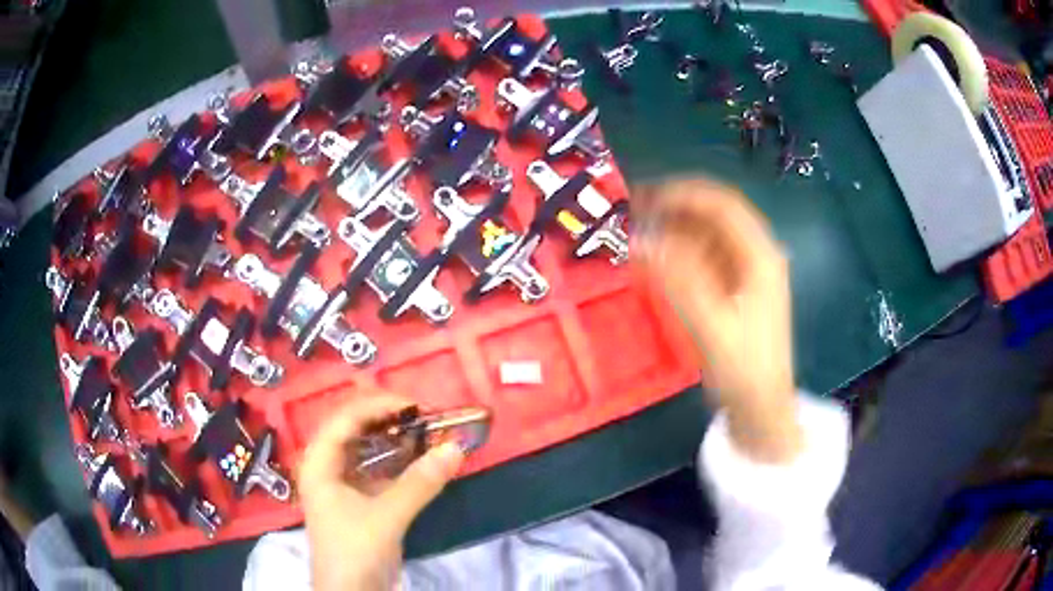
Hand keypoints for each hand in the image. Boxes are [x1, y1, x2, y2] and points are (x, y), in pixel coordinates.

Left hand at [297, 394, 463, 590]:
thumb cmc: (354, 551)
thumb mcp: (385, 517)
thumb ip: (419, 483)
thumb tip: (456, 448)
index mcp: (319, 463)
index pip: (344, 419)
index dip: (377, 406)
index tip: (414, 406)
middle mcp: (328, 467)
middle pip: (355, 430)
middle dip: (388, 420)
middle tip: (424, 417)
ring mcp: (344, 485)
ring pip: (368, 450)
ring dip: (396, 441)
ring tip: (427, 432)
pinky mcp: (361, 501)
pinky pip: (380, 471)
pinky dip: (400, 463)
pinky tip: (421, 460)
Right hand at [633, 179, 802, 462]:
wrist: (761, 407)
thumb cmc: (744, 369)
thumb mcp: (712, 325)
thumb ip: (679, 281)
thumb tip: (641, 240)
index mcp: (760, 256)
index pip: (722, 205)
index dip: (683, 194)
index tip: (644, 198)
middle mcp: (756, 255)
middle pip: (714, 216)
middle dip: (675, 210)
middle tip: (634, 213)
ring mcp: (746, 272)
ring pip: (707, 237)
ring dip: (674, 233)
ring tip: (638, 236)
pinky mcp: (734, 289)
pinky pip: (704, 260)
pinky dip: (679, 256)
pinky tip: (655, 263)